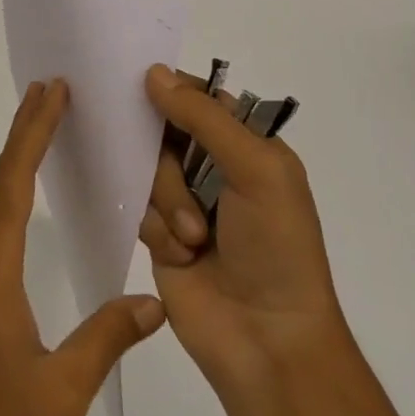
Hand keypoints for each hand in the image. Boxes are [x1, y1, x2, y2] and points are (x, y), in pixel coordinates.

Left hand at [0, 79, 166, 415]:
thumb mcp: (58, 393)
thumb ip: (105, 341)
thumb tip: (153, 302)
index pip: (15, 178)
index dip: (35, 130)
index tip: (53, 90)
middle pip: (0, 178)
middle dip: (27, 131)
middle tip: (51, 89)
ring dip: (15, 161)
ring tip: (43, 132)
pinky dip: (5, 195)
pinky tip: (19, 206)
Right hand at [138, 64, 350, 398]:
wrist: (267, 343)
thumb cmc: (276, 247)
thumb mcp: (255, 170)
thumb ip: (204, 117)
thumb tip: (154, 72)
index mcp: (248, 145)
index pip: (201, 98)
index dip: (173, 93)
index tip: (143, 91)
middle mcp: (215, 167)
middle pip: (163, 133)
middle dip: (171, 166)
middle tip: (189, 194)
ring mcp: (185, 202)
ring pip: (146, 171)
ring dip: (167, 204)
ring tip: (193, 240)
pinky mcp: (161, 236)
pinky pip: (138, 209)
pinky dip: (157, 230)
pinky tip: (181, 256)